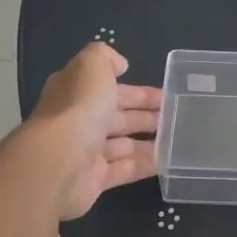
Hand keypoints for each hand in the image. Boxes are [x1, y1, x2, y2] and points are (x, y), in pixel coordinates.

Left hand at [26, 42, 162, 219]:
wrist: (58, 163)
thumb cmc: (78, 109)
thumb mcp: (92, 67)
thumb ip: (105, 57)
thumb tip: (120, 64)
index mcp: (76, 92)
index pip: (110, 88)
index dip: (138, 91)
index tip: (166, 94)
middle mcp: (79, 121)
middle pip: (118, 116)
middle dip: (147, 115)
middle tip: (177, 117)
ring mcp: (86, 152)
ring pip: (123, 144)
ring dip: (149, 141)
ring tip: (178, 140)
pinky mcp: (94, 179)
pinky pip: (125, 169)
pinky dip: (145, 164)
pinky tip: (168, 161)